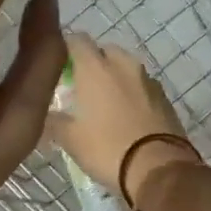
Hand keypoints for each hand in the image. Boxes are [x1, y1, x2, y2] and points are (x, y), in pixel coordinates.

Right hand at [47, 34, 204, 201]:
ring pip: (126, 68)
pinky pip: (142, 87)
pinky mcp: (165, 98)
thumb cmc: (108, 149)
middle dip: (92, 63)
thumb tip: (45, 115)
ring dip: (114, 78)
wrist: (160, 169)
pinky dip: (132, 94)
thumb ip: (54, 122)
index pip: (76, 40)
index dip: (65, 49)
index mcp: (96, 68)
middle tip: (81, 88)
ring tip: (104, 104)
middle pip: (104, 51)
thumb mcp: (71, 140)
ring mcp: (148, 80)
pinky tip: (127, 116)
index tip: (57, 67)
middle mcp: (123, 65)